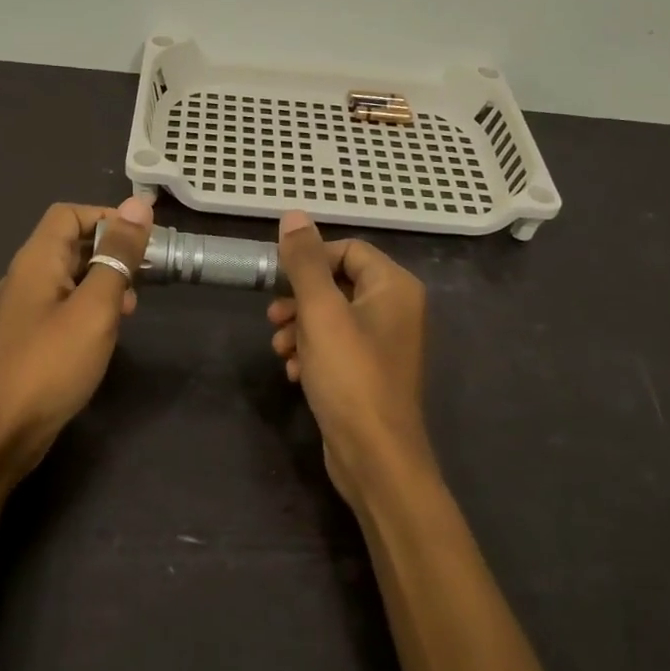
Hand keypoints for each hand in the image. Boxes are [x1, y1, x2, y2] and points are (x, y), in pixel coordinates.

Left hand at [0, 197, 153, 478]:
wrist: (0, 432)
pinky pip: (64, 307)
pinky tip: (109, 332)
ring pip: (70, 278)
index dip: (107, 216)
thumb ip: (117, 256)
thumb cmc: (51, 364)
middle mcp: (26, 277)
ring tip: (131, 307)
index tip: (144, 239)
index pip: (69, 214)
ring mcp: (25, 310)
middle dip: (111, 251)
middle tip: (147, 274)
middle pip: (70, 244)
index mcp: (36, 260)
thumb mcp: (95, 307)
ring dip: (104, 282)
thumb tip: (139, 204)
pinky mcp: (30, 338)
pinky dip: (91, 308)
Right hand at [269, 211, 433, 505]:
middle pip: (338, 285)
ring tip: (280, 350)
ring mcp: (384, 345)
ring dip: (300, 330)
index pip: (348, 250)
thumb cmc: (350, 376)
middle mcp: (396, 310)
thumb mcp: (320, 312)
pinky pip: (336, 349)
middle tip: (273, 317)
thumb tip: (293, 215)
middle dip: (300, 300)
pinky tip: (294, 374)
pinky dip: (312, 355)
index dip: (311, 260)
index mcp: (394, 287)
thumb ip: (304, 262)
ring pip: (332, 319)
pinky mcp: (369, 374)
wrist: (374, 456)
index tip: (279, 280)